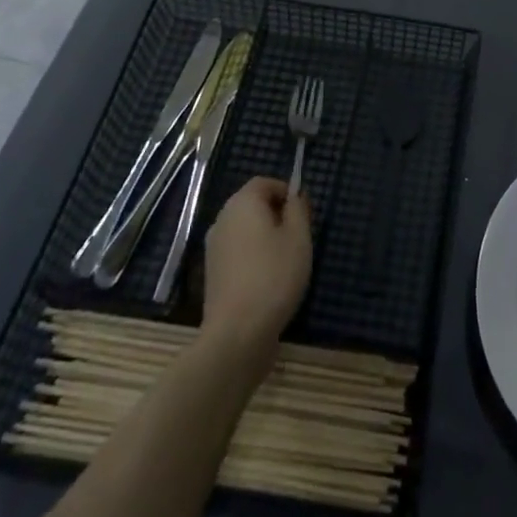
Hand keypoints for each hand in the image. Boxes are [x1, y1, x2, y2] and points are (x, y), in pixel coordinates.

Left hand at [200, 177, 311, 357]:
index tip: (303, 213)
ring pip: (244, 229)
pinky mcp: (212, 272)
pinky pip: (237, 250)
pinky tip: (268, 279)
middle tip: (299, 237)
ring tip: (286, 260)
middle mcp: (223, 219)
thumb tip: (294, 196)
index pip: (264, 182)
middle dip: (277, 214)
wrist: (237, 333)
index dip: (286, 191)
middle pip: (252, 204)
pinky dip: (253, 255)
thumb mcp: (299, 238)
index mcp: (242, 203)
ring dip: (265, 236)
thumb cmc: (274, 276)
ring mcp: (213, 247)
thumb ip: (298, 209)